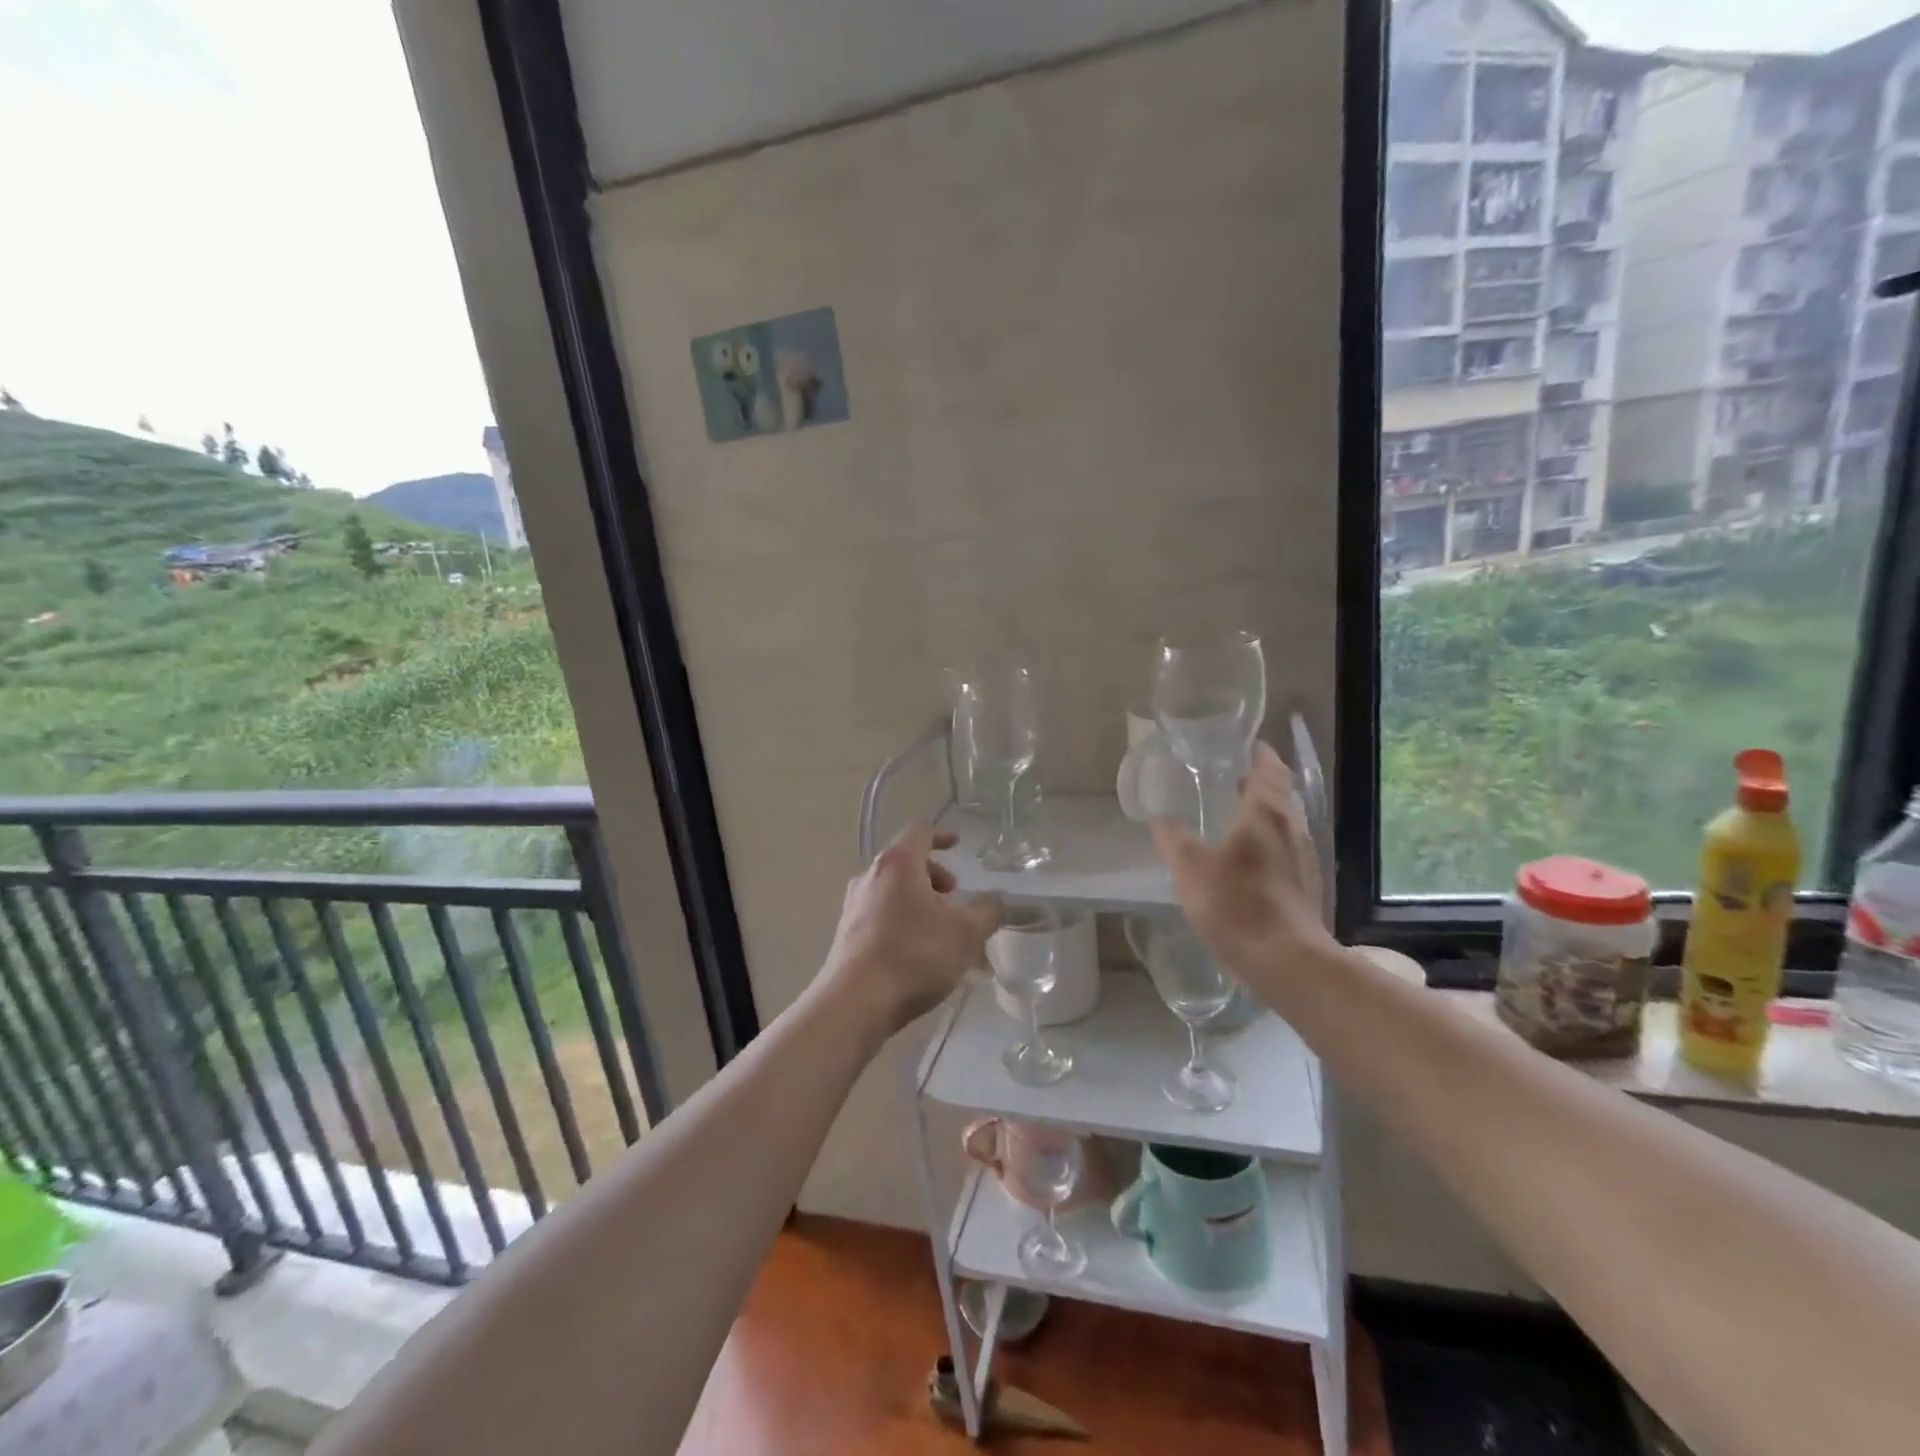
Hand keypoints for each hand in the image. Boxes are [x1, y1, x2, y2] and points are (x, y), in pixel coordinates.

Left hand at [825, 823, 1002, 1034]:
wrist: (855, 1002)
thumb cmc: (914, 955)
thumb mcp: (966, 933)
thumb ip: (988, 912)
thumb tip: (996, 900)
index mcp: (898, 864)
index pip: (919, 832)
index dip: (941, 835)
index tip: (957, 844)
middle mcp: (870, 876)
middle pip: (904, 862)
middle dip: (933, 874)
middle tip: (954, 896)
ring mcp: (853, 906)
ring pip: (891, 890)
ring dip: (918, 900)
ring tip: (940, 928)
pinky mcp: (846, 934)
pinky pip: (879, 914)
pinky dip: (902, 919)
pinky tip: (917, 952)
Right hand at [1150, 743, 1338, 995]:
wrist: (1286, 960)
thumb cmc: (1237, 902)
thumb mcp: (1190, 868)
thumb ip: (1174, 840)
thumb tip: (1161, 820)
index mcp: (1266, 813)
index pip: (1270, 771)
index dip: (1261, 755)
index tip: (1249, 745)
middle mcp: (1291, 829)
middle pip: (1281, 797)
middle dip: (1261, 785)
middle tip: (1235, 779)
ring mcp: (1303, 860)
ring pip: (1285, 825)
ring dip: (1265, 816)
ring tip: (1237, 816)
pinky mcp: (1305, 888)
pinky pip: (1286, 852)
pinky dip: (1268, 843)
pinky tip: (1248, 860)